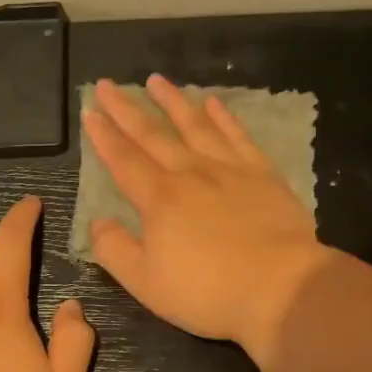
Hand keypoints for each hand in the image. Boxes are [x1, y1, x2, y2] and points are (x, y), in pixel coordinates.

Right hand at [83, 75, 331, 362]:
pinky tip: (213, 103)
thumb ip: (115, 249)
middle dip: (127, 109)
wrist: (281, 288)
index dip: (104, 136)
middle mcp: (190, 173)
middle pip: (153, 134)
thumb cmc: (207, 291)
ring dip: (173, 101)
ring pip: (195, 125)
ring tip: (156, 80)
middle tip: (107, 84)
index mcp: (159, 199)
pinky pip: (237, 137)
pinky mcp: (263, 175)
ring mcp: (229, 170)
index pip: (123, 160)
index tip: (90, 112)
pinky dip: (223, 117)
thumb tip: (98, 222)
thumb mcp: (146, 282)